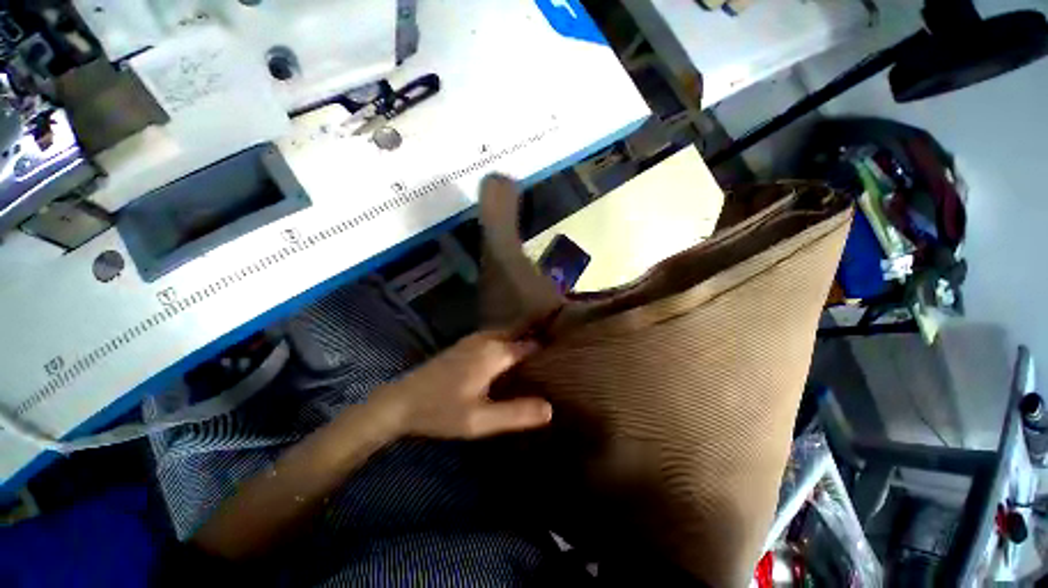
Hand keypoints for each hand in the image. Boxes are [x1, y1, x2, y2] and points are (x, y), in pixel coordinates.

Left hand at [371, 331, 551, 438]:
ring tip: (543, 340)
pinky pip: (497, 335)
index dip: (548, 344)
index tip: (566, 345)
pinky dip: (511, 337)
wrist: (401, 402)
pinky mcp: (466, 344)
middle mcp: (487, 339)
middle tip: (559, 336)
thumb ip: (516, 413)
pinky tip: (514, 349)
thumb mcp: (480, 421)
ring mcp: (474, 339)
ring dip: (525, 332)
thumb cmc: (441, 411)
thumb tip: (551, 408)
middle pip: (520, 329)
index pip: (531, 344)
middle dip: (539, 328)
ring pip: (508, 331)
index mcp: (495, 353)